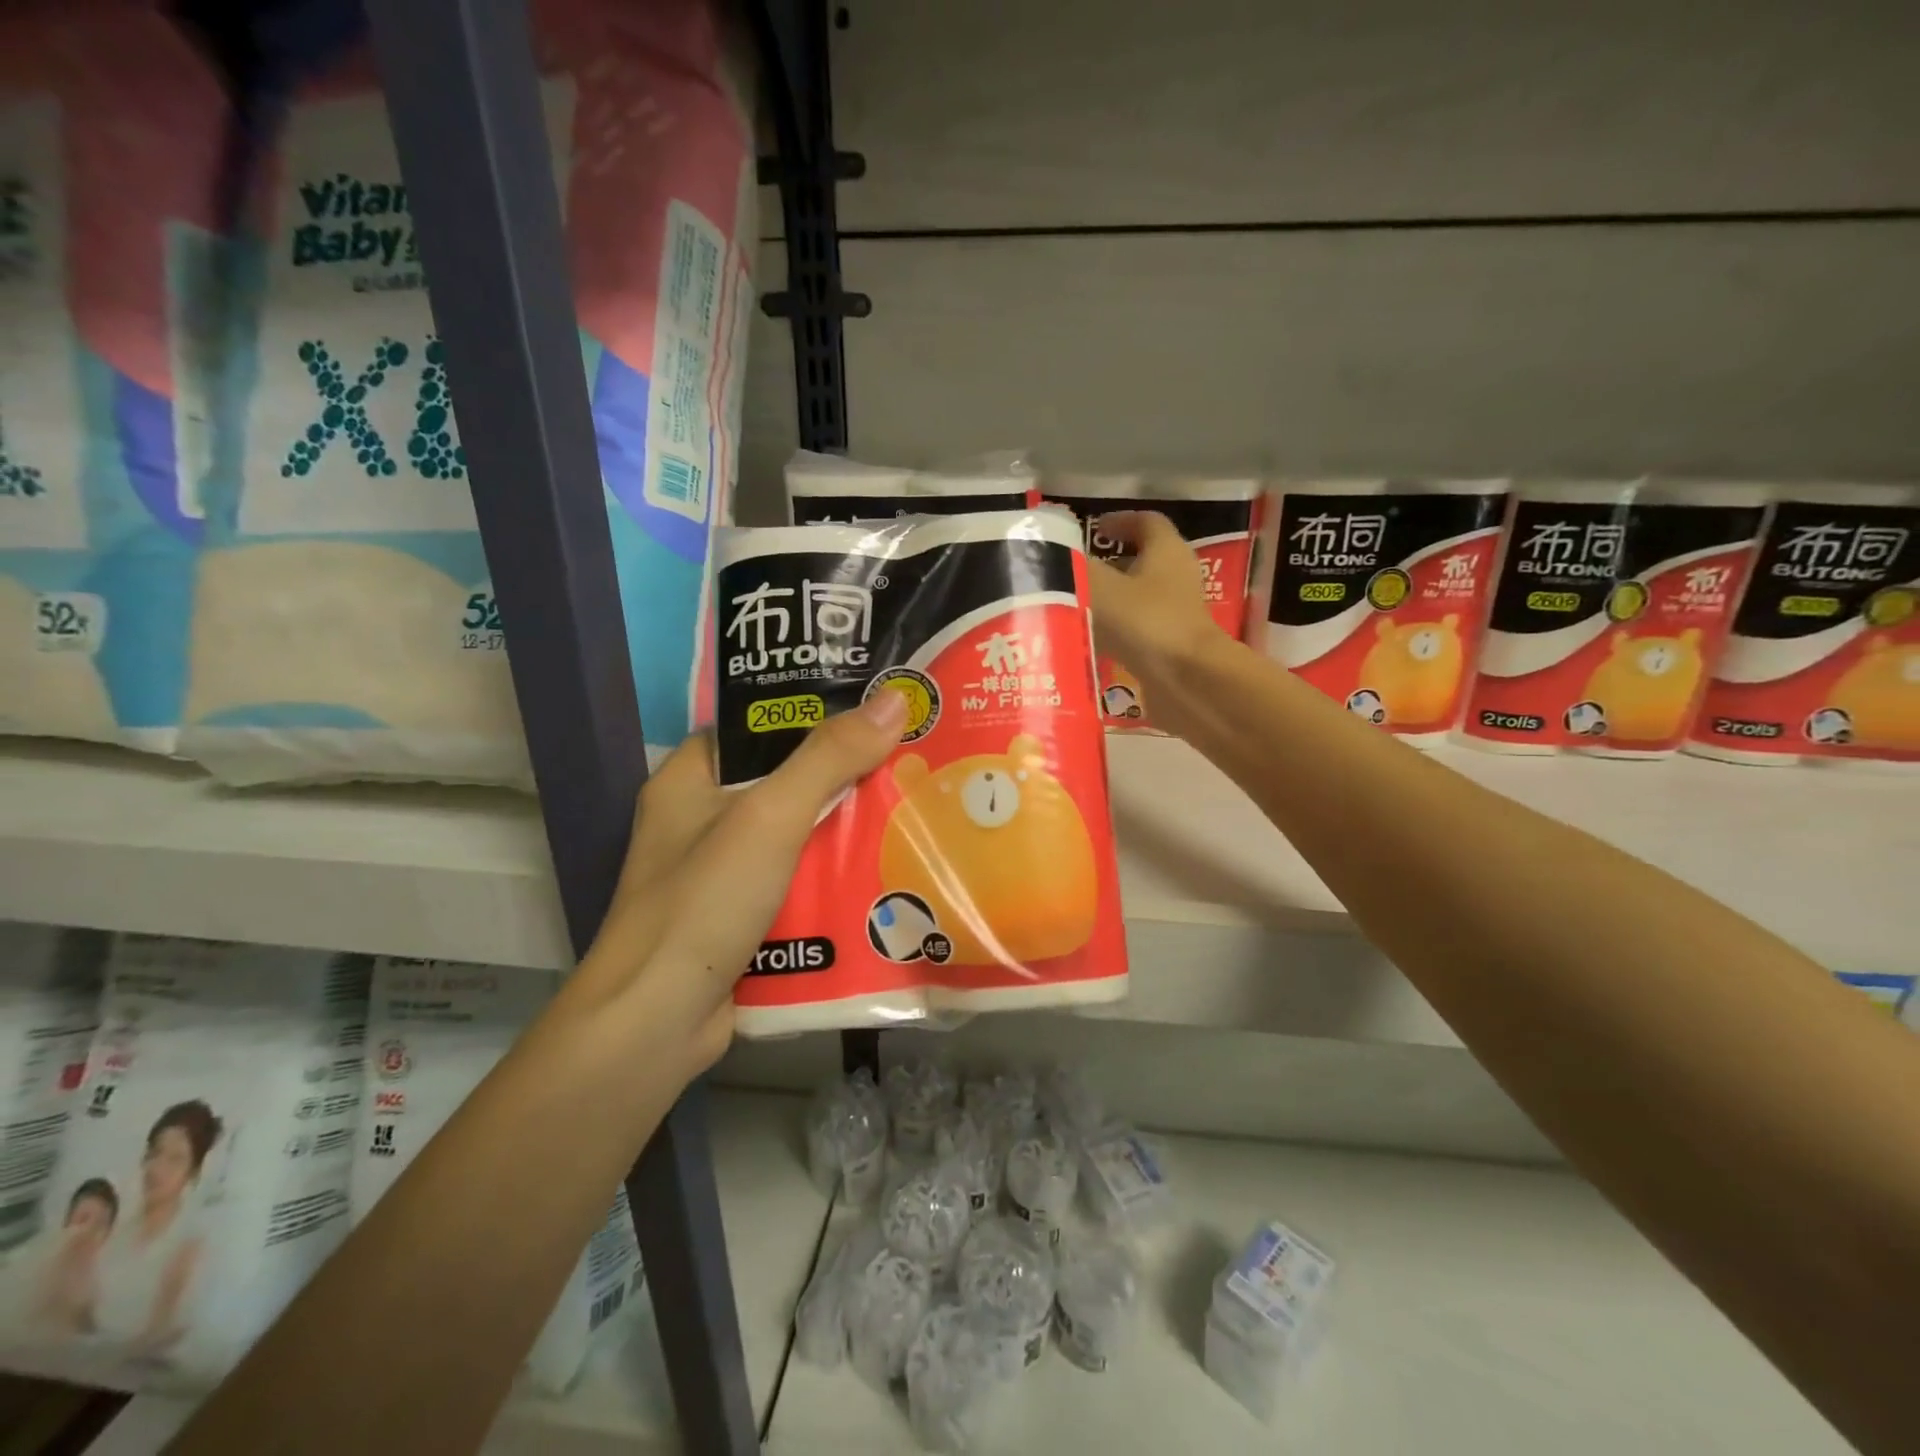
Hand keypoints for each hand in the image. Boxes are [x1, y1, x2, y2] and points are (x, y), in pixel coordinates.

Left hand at [577, 690, 908, 1070]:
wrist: (657, 1024)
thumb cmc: (704, 902)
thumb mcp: (769, 817)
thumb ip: (829, 758)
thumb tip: (894, 699)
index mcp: (688, 780)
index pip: (752, 726)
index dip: (807, 712)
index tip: (868, 708)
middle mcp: (699, 821)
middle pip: (781, 781)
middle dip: (840, 774)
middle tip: (904, 757)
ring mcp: (719, 874)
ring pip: (794, 834)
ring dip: (842, 828)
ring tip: (908, 805)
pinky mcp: (739, 918)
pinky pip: (796, 880)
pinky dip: (831, 875)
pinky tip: (881, 868)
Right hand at [1086, 510, 1226, 682]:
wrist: (1186, 680)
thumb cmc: (1145, 622)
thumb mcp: (1099, 587)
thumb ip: (1073, 568)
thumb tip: (1048, 555)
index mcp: (1166, 551)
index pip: (1146, 522)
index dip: (1119, 521)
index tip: (1094, 529)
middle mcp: (1177, 577)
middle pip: (1142, 561)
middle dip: (1109, 563)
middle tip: (1076, 570)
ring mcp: (1176, 613)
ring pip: (1138, 597)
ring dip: (1110, 599)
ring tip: (1074, 605)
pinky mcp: (1169, 645)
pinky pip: (1137, 628)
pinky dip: (1114, 629)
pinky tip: (1088, 639)